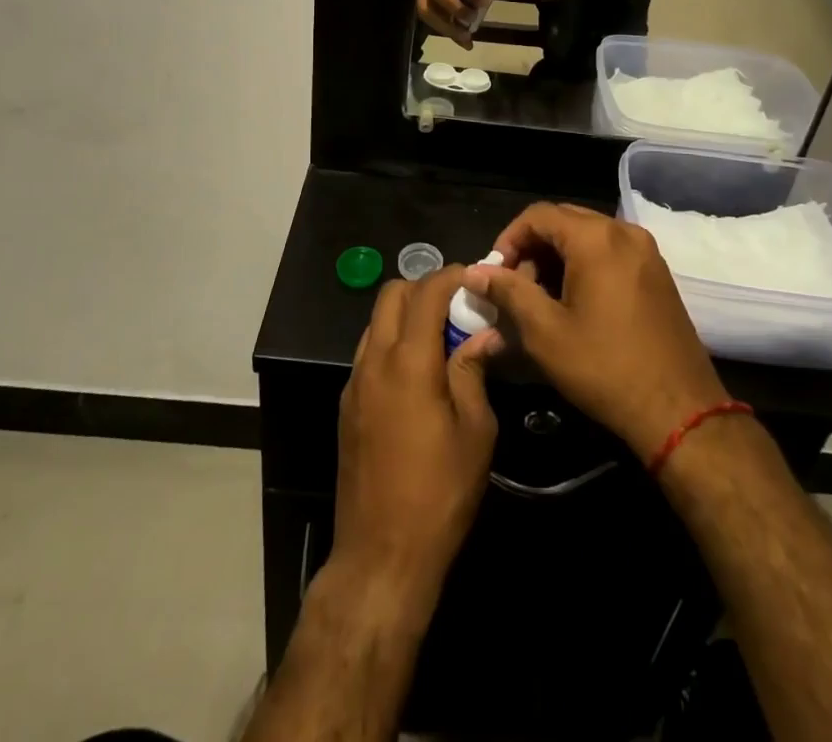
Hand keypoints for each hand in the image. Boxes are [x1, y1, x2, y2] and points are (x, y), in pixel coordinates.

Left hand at [332, 268, 501, 605]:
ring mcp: (355, 382)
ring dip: (405, 314)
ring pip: (375, 321)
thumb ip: (474, 372)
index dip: (451, 276)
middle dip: (424, 287)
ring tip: (440, 336)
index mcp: (409, 362)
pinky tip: (418, 372)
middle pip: (391, 295)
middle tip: (457, 305)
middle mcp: (374, 361)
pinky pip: (368, 351)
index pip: (426, 292)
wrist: (381, 555)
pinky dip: (392, 341)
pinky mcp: (347, 404)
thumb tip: (485, 334)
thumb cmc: (439, 493)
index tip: (475, 277)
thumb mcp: (475, 432)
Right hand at [463, 203, 728, 461]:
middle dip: (532, 248)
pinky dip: (584, 264)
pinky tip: (572, 302)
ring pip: (587, 236)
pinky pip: (610, 251)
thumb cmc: (604, 368)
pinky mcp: (657, 272)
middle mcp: (624, 232)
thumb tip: (475, 273)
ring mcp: (645, 251)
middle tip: (514, 287)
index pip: (538, 215)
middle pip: (564, 220)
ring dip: (556, 257)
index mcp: (596, 239)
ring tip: (539, 298)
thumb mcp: (545, 331)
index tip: (494, 274)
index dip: (508, 239)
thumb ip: (508, 292)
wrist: (679, 409)